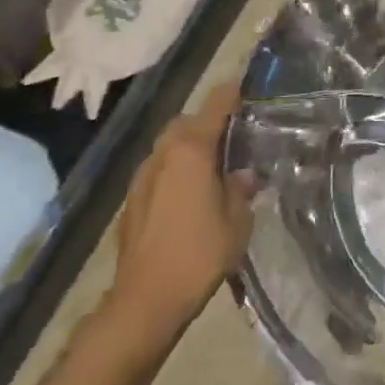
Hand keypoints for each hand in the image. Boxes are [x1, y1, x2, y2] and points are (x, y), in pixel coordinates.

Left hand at [103, 83, 255, 349]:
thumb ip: (241, 188)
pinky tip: (192, 192)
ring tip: (216, 163)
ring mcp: (142, 177)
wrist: (145, 300)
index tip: (252, 83)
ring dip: (191, 145)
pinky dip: (177, 169)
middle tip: (237, 133)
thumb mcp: (238, 219)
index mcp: (191, 149)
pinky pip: (160, 170)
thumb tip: (243, 174)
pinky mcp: (132, 201)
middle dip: (210, 120)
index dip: (234, 91)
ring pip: (170, 145)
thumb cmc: (200, 253)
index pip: (216, 104)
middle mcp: (163, 154)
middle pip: (187, 121)